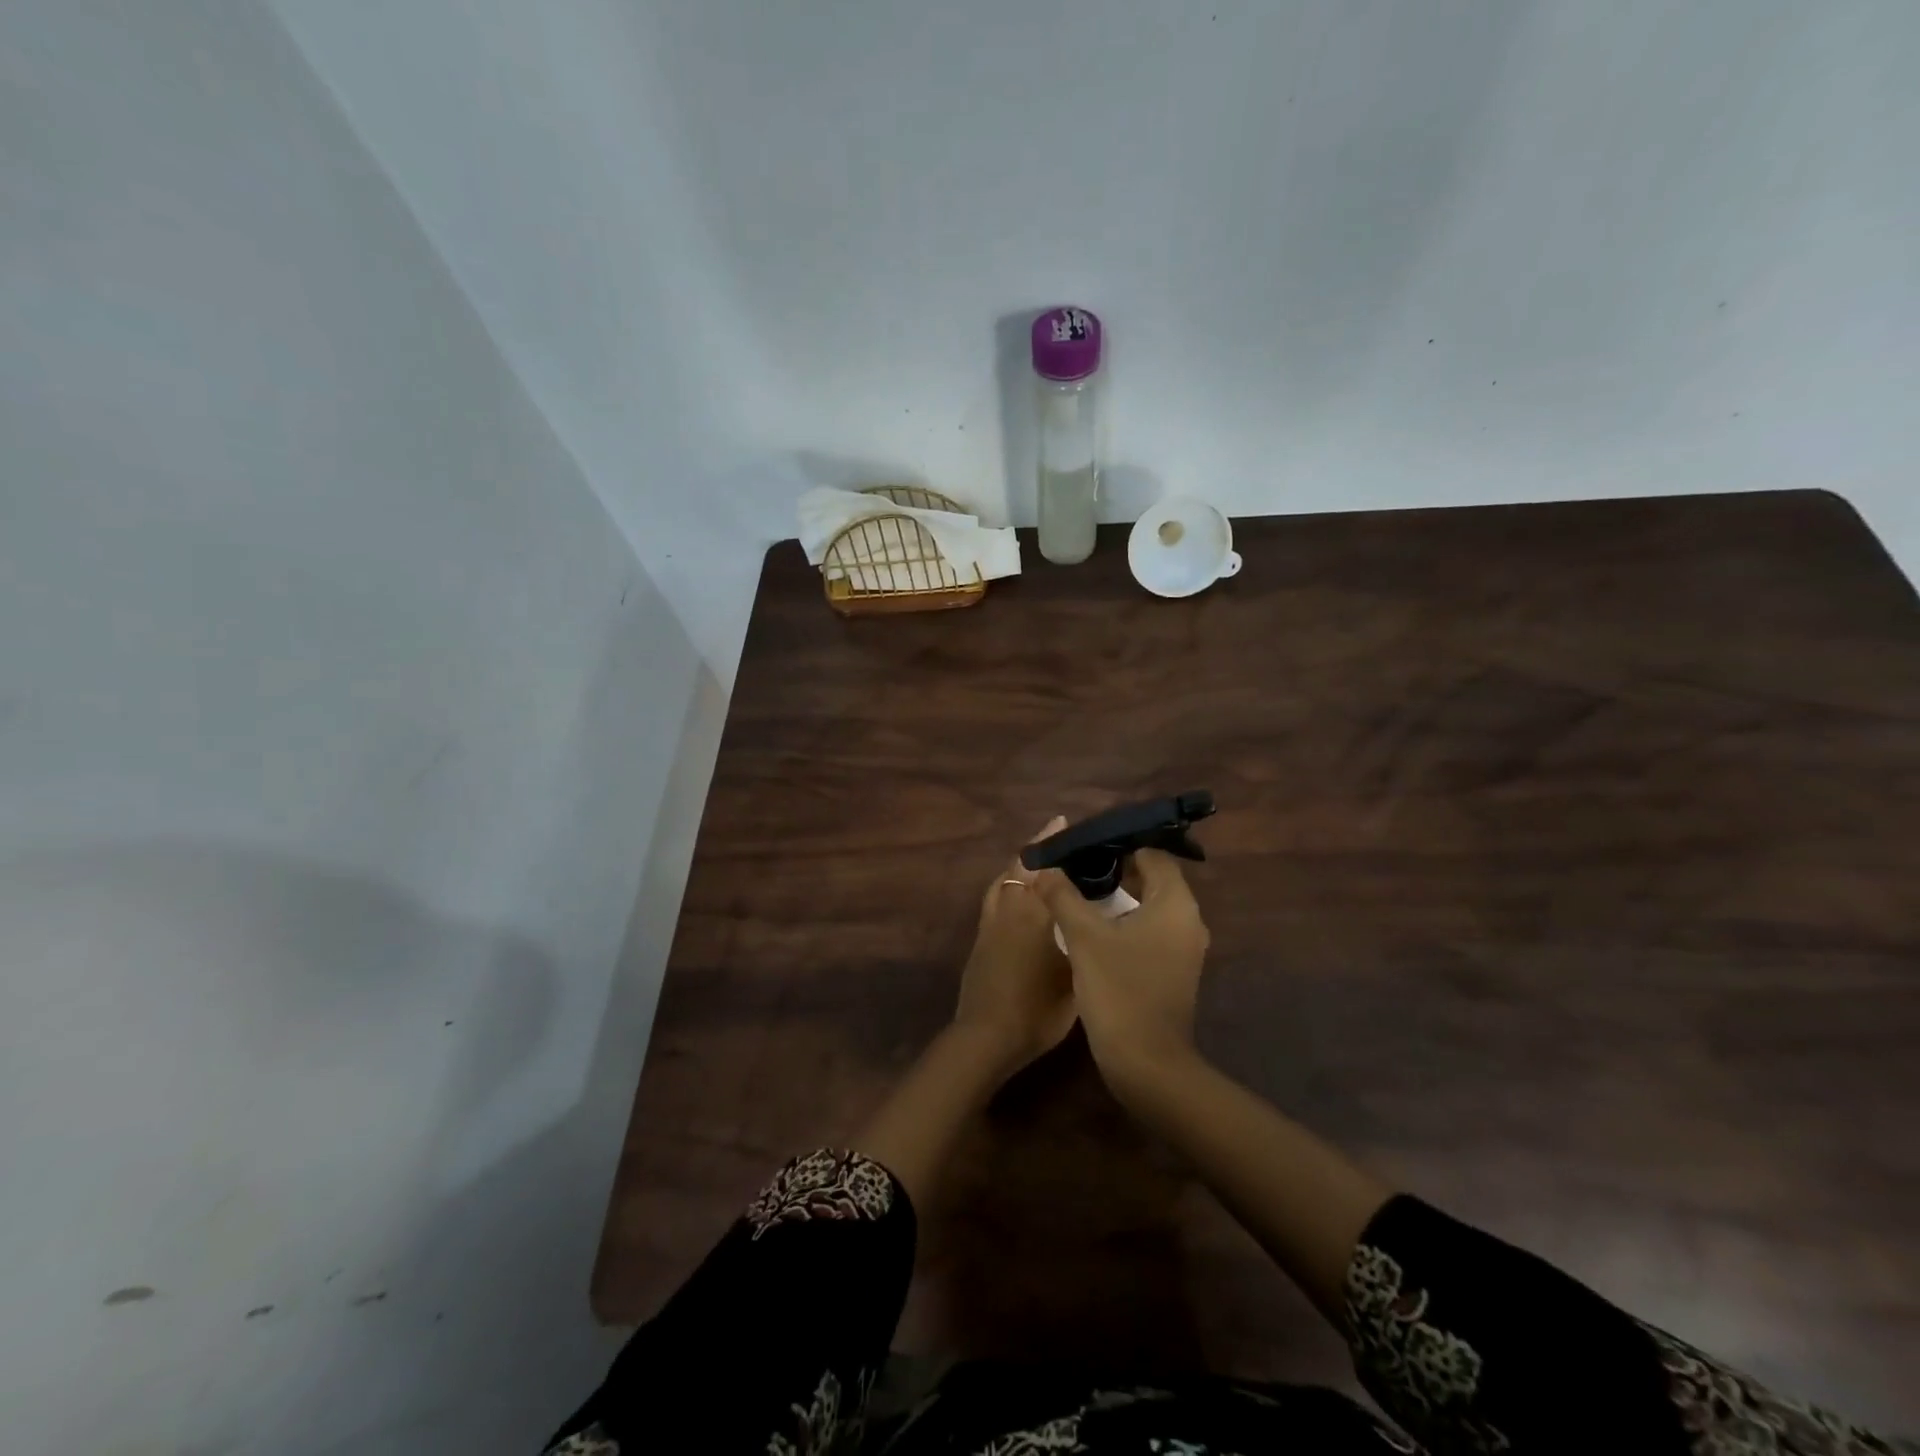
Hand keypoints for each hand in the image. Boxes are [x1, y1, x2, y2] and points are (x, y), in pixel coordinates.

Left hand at [951, 818, 1078, 1081]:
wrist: (986, 1037)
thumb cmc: (1038, 1010)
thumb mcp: (1074, 978)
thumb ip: (1080, 943)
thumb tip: (1090, 923)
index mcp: (1034, 914)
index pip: (1044, 869)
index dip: (1053, 845)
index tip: (1063, 824)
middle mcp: (1009, 910)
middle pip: (1018, 867)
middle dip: (1035, 849)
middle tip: (1053, 834)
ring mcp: (990, 924)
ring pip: (1002, 881)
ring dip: (1017, 865)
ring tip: (1035, 859)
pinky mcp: (979, 939)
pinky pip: (994, 898)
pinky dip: (1006, 885)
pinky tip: (1016, 894)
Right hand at [1032, 848, 1209, 1095]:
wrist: (1147, 1065)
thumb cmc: (1119, 990)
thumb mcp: (1083, 937)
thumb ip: (1063, 895)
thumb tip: (1042, 865)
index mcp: (1175, 903)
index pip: (1152, 853)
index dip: (1118, 844)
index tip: (1084, 845)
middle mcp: (1188, 920)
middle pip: (1152, 877)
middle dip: (1115, 868)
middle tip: (1076, 865)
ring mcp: (1183, 948)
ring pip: (1150, 905)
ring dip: (1118, 896)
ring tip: (1078, 890)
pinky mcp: (1173, 969)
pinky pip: (1150, 929)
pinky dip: (1125, 920)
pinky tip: (1093, 926)